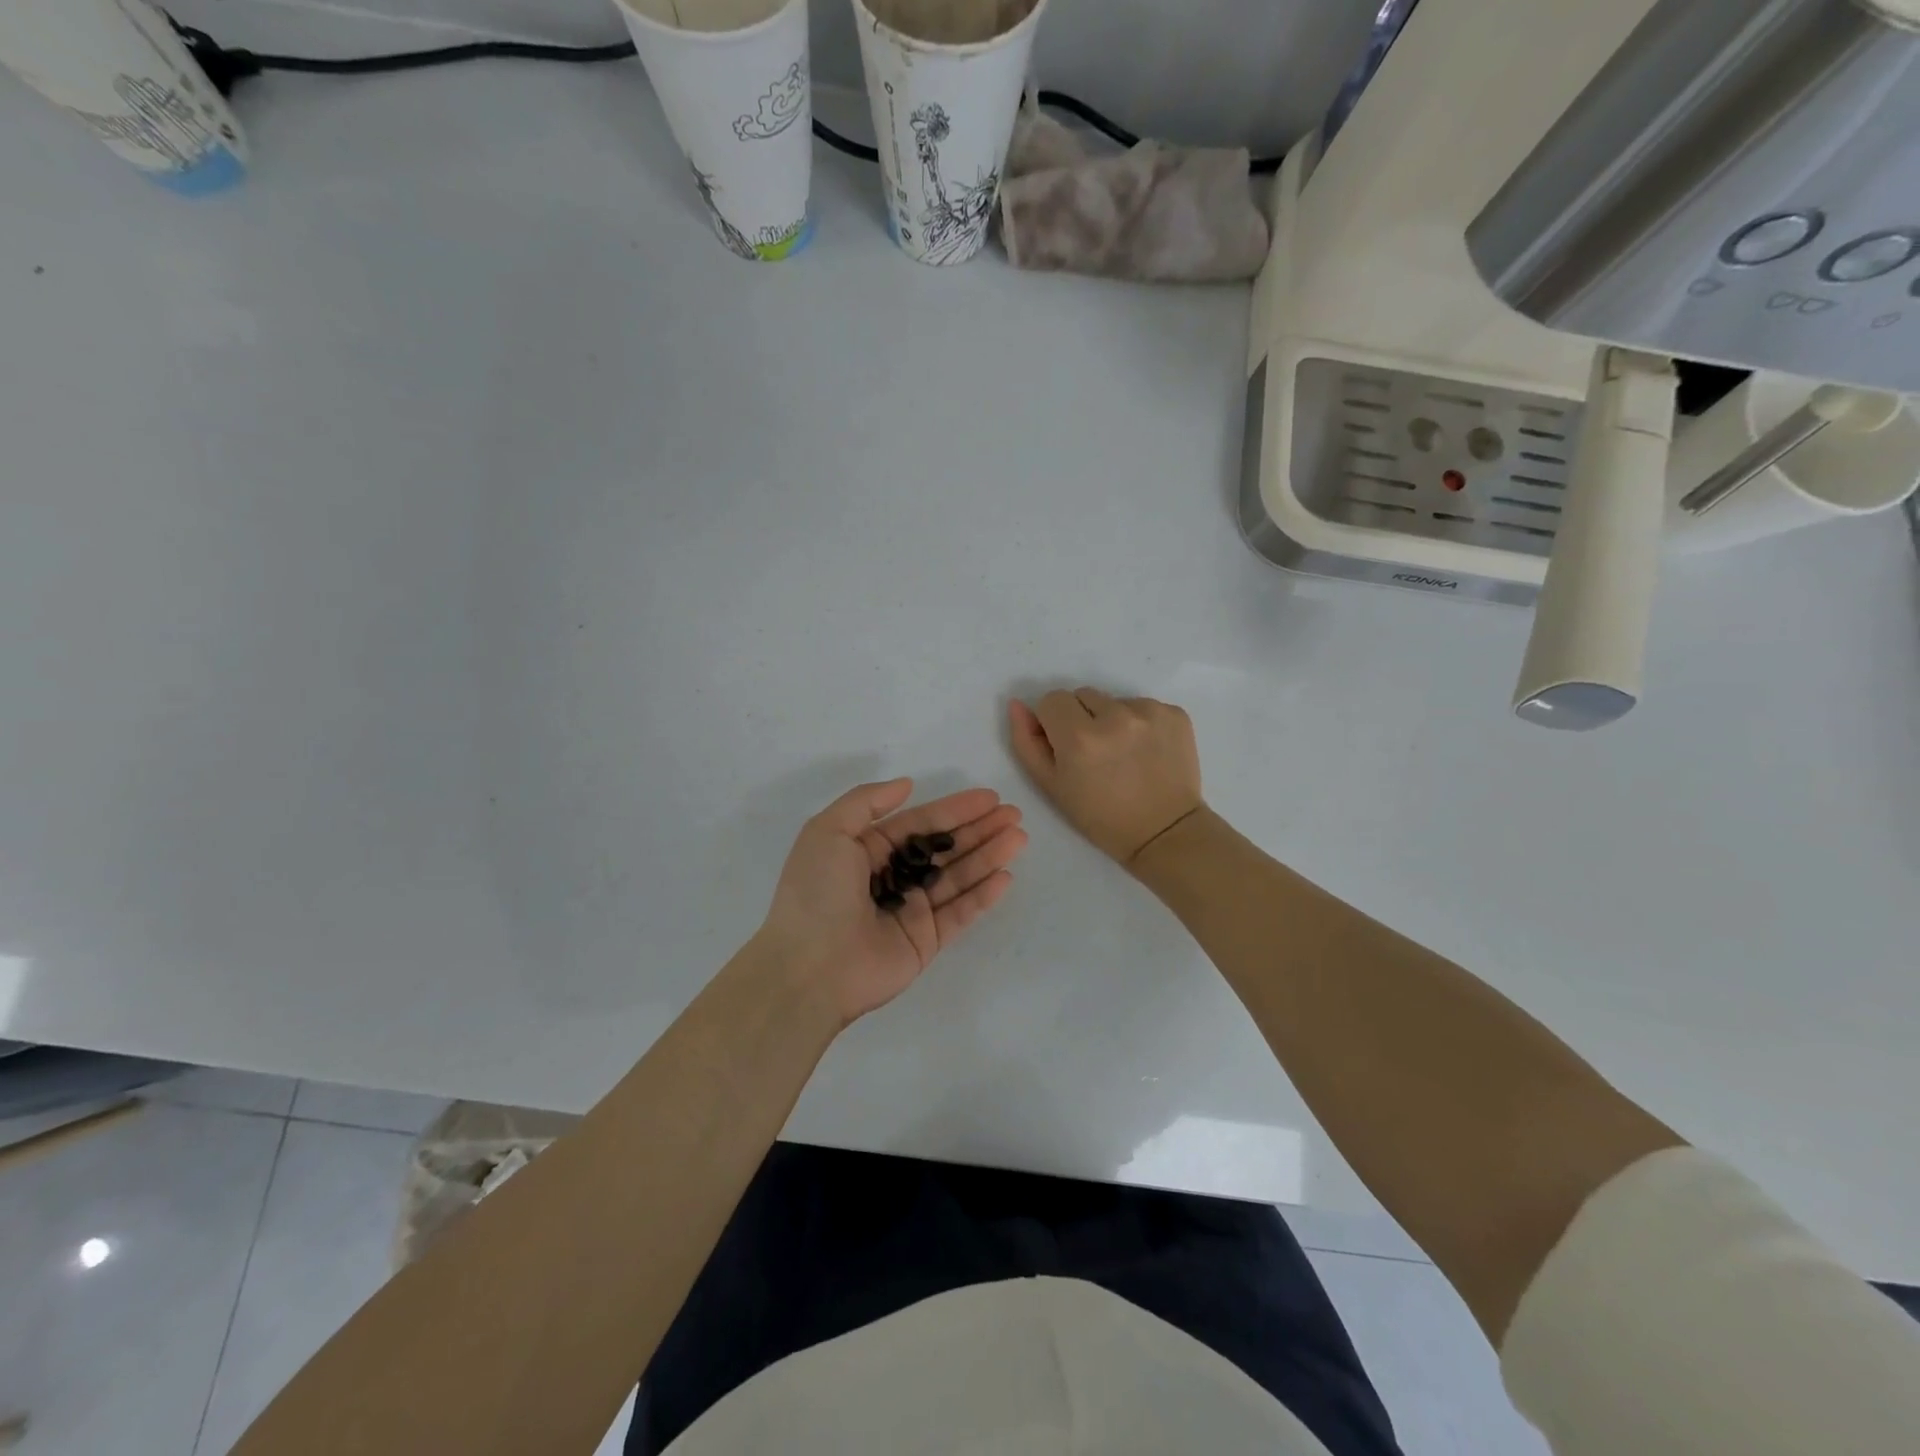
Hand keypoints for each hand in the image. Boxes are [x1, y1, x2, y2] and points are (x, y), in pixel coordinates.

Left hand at [754, 779, 1026, 1026]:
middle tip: (1014, 815)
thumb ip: (867, 802)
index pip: (920, 823)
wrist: (808, 968)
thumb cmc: (816, 893)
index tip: (989, 798)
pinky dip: (982, 896)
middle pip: (944, 848)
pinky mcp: (925, 942)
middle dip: (979, 830)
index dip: (955, 809)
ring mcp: (911, 911)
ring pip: (957, 877)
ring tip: (1019, 838)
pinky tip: (1005, 876)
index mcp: (868, 850)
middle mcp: (892, 877)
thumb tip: (907, 784)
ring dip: (988, 856)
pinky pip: (959, 914)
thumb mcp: (827, 831)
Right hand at [1008, 688, 1203, 867]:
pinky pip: (1144, 706)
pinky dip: (1141, 723)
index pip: (1051, 700)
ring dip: (1113, 719)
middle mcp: (1115, 716)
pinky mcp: (1175, 713)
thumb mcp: (1052, 786)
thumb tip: (1017, 705)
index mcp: (1079, 736)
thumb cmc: (1101, 817)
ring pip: (1114, 700)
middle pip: (1083, 695)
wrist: (1165, 833)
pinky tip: (1146, 752)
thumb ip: (1027, 742)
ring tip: (1123, 754)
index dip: (1053, 723)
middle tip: (1095, 753)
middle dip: (1082, 718)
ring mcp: (1149, 712)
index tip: (1066, 747)